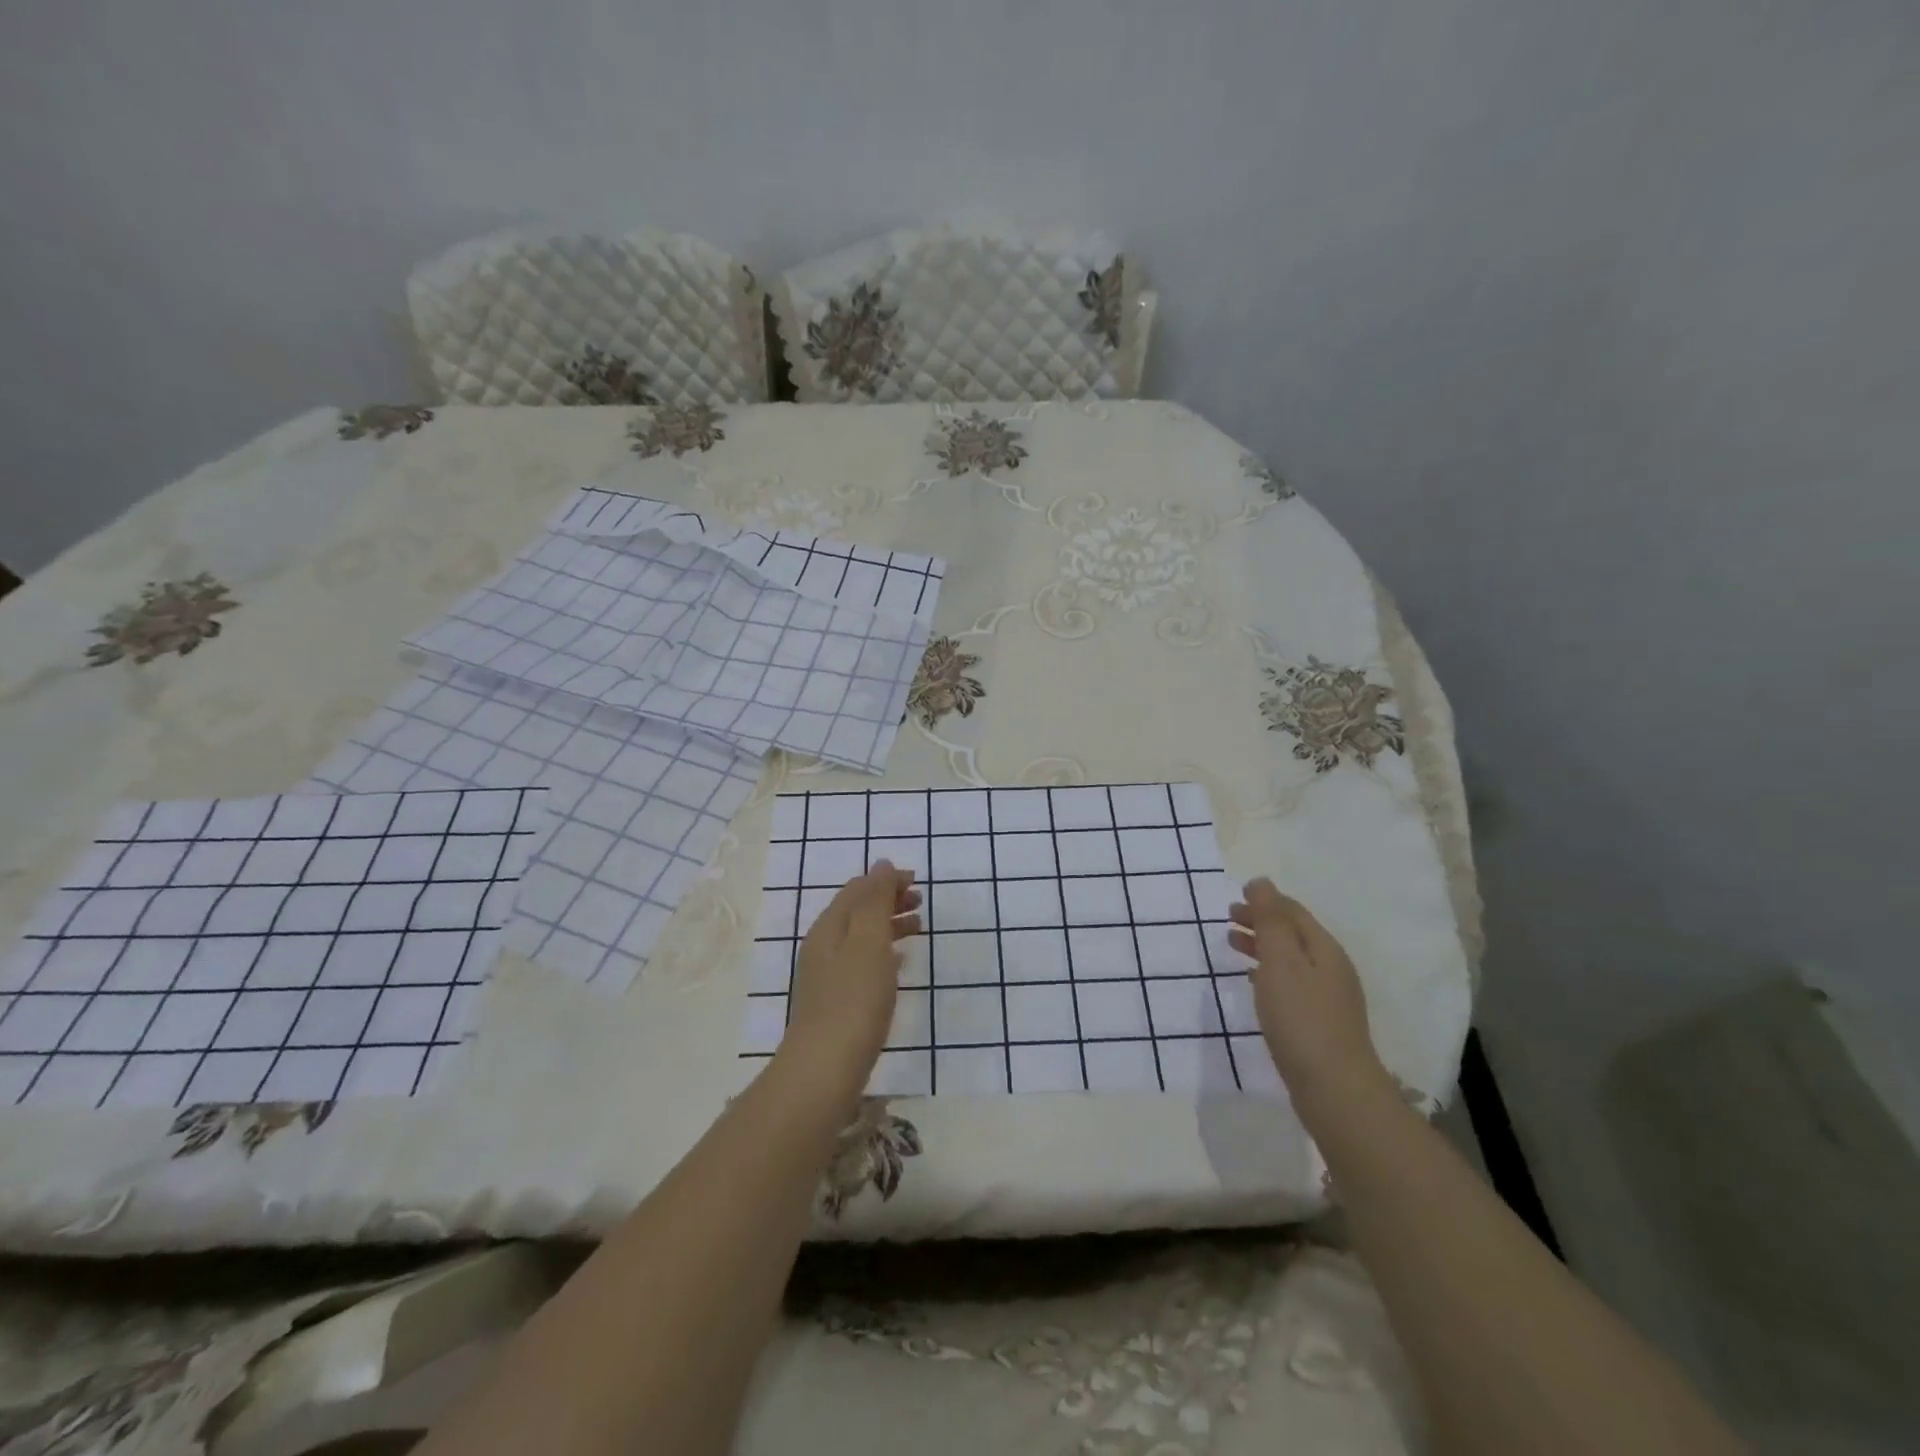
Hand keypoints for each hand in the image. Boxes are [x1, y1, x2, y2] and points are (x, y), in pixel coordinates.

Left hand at [780, 861, 920, 1093]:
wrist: (825, 1068)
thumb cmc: (854, 999)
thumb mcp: (869, 941)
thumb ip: (876, 900)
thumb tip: (882, 864)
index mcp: (830, 926)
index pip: (858, 888)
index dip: (887, 880)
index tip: (918, 882)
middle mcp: (824, 945)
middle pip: (858, 910)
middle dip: (889, 900)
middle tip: (922, 902)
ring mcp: (827, 974)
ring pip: (861, 936)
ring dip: (889, 925)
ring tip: (918, 928)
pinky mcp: (836, 1000)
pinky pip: (862, 961)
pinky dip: (884, 951)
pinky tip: (898, 963)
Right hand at [1229, 878, 1387, 1104]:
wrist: (1334, 1090)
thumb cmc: (1301, 1019)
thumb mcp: (1281, 961)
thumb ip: (1270, 920)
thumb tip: (1261, 883)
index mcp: (1324, 949)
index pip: (1293, 912)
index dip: (1265, 900)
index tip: (1235, 897)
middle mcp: (1331, 969)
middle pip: (1293, 934)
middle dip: (1261, 921)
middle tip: (1228, 918)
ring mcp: (1328, 998)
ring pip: (1290, 959)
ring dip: (1262, 946)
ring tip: (1232, 945)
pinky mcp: (1319, 1024)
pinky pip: (1290, 984)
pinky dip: (1267, 973)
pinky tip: (1253, 982)